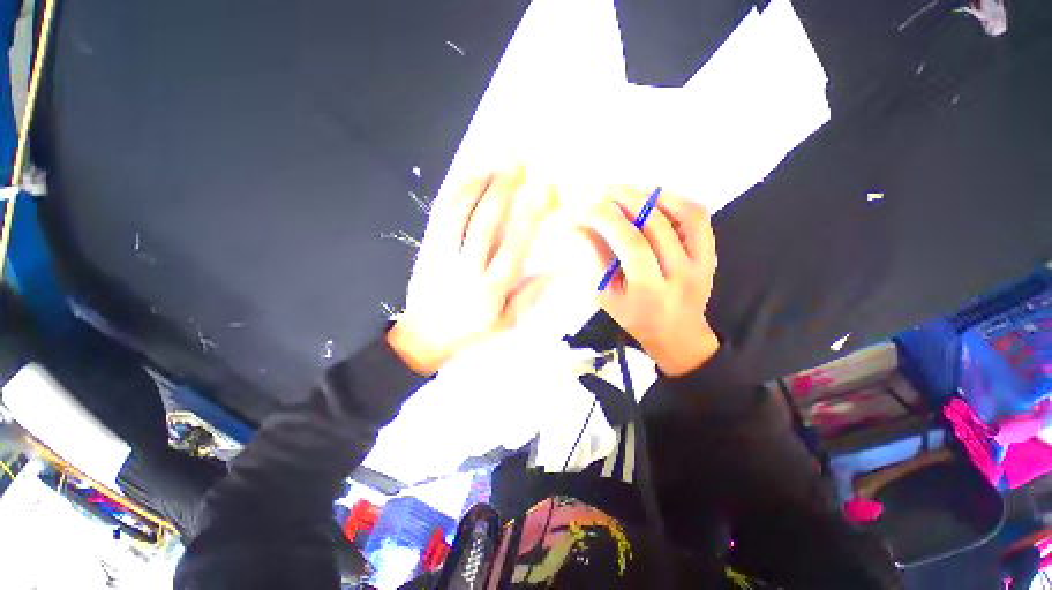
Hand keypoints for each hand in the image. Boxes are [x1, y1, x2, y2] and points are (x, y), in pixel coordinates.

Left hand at [388, 166, 549, 375]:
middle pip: (484, 223)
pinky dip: (453, 194)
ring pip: (458, 214)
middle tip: (516, 161)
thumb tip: (557, 268)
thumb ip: (530, 295)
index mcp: (490, 289)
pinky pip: (438, 217)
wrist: (423, 338)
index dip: (529, 217)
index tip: (541, 191)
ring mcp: (441, 257)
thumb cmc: (470, 332)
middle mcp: (466, 269)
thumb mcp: (507, 322)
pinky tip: (466, 179)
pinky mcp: (425, 250)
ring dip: (477, 185)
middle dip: (502, 189)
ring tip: (493, 164)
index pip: (513, 247)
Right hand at [580, 187, 719, 375]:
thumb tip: (581, 226)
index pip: (630, 243)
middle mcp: (680, 274)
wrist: (676, 332)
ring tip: (626, 192)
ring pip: (683, 215)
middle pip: (655, 225)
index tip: (585, 208)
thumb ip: (596, 259)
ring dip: (651, 195)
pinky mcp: (711, 254)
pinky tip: (654, 198)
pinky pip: (698, 218)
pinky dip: (676, 200)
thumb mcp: (606, 295)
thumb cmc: (634, 316)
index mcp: (650, 290)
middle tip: (603, 191)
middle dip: (625, 199)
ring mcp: (702, 262)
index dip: (606, 219)